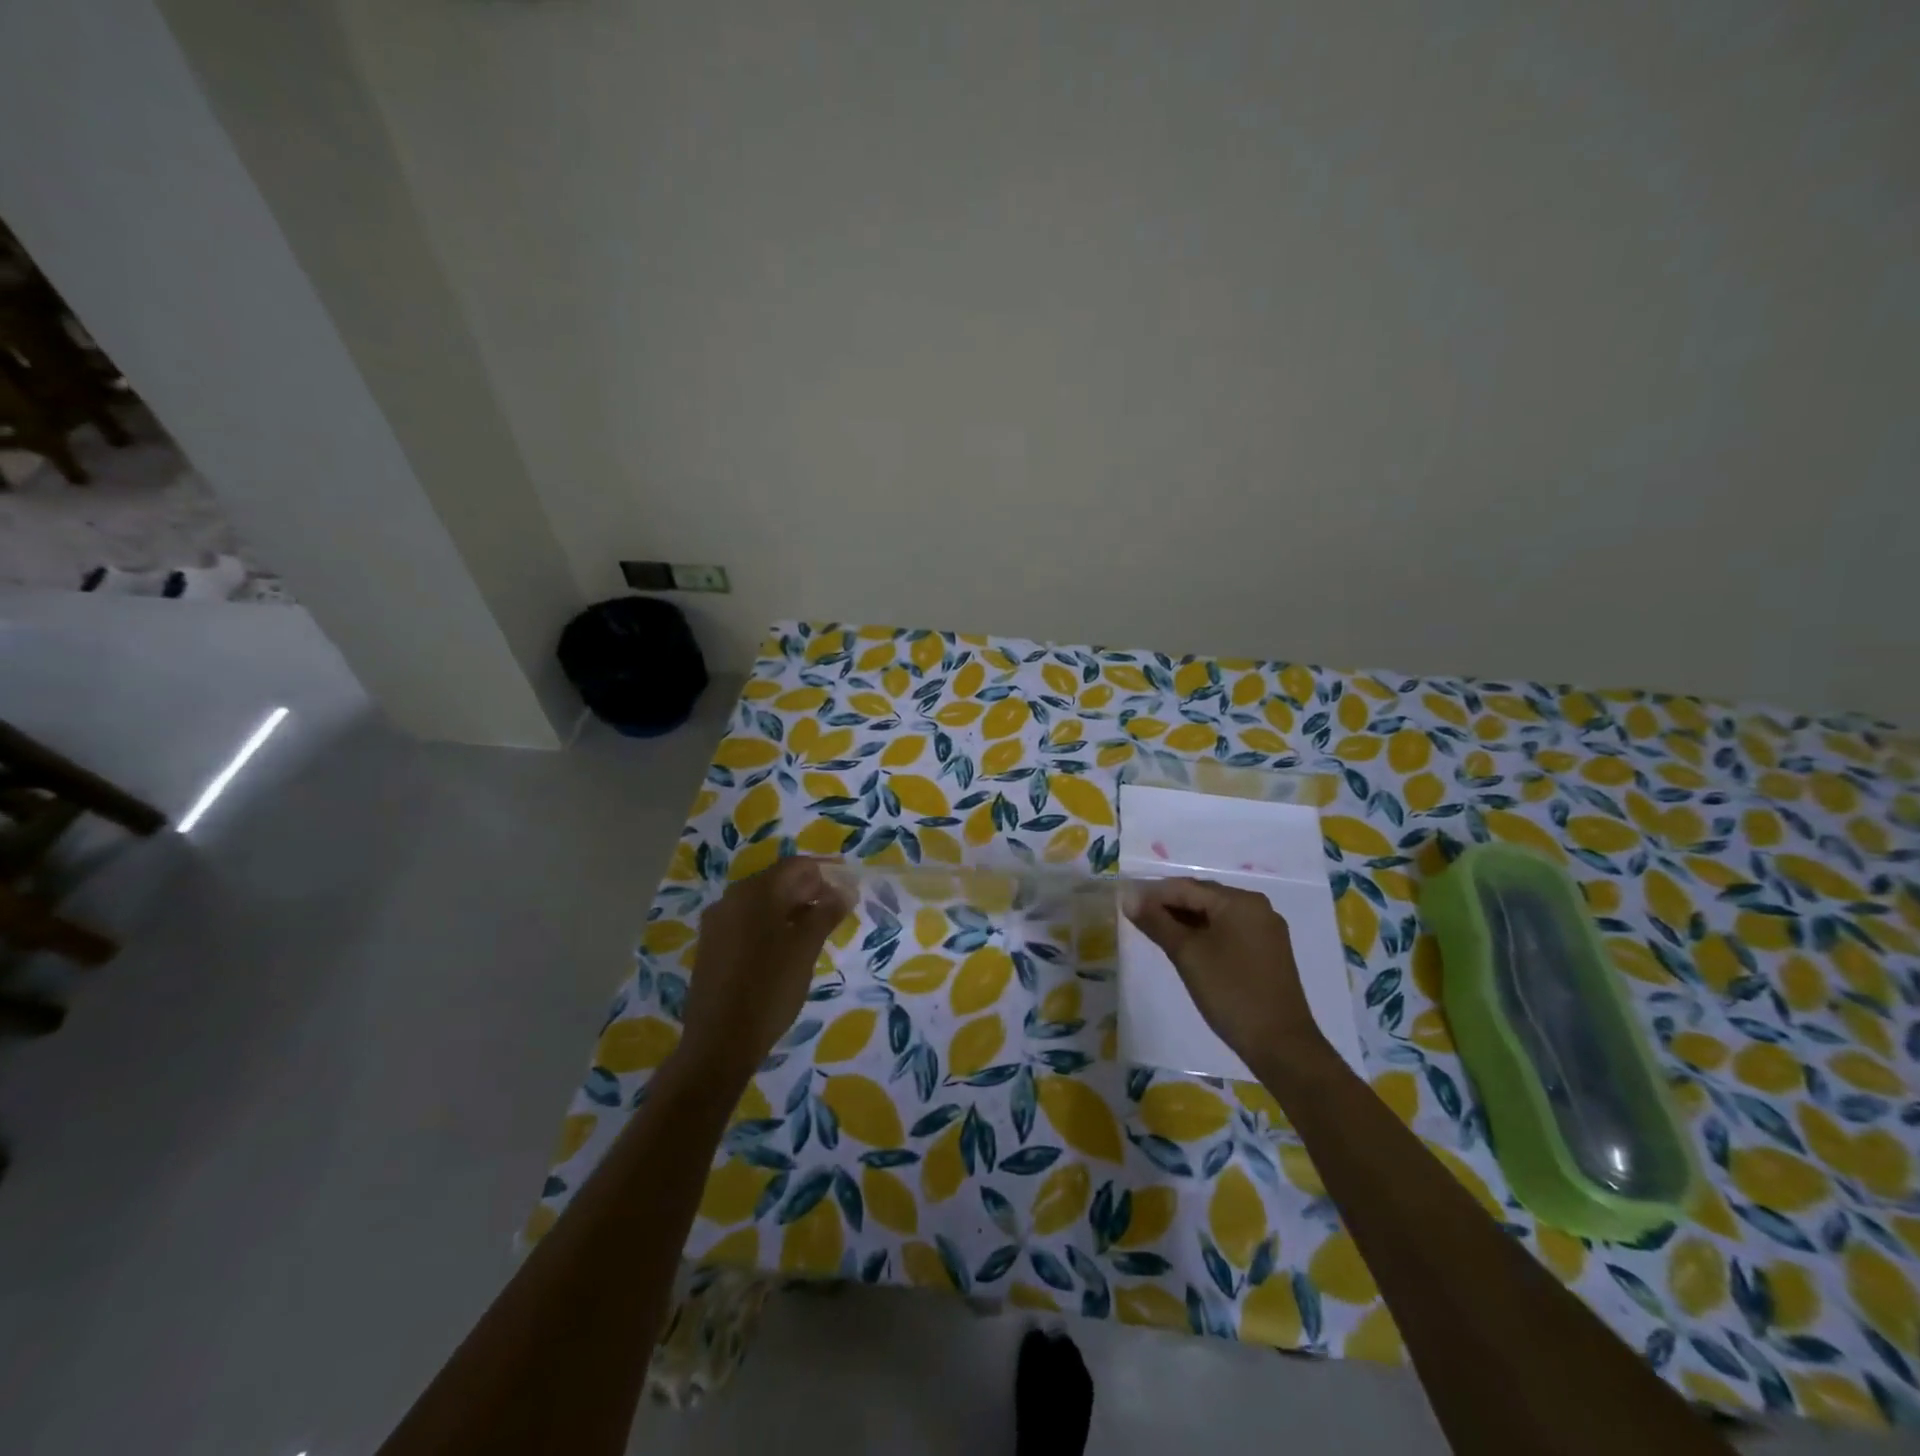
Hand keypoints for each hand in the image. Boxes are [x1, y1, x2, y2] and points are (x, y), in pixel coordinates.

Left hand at [680, 856, 854, 1083]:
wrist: (719, 1042)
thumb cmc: (770, 989)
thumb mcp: (805, 948)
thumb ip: (826, 913)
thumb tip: (844, 890)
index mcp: (755, 892)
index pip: (796, 866)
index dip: (824, 874)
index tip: (846, 892)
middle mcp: (731, 898)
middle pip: (777, 881)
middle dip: (808, 892)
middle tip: (834, 914)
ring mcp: (717, 923)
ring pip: (761, 903)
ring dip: (790, 910)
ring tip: (814, 933)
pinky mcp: (711, 946)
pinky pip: (746, 922)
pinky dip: (770, 926)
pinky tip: (785, 950)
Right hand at [1124, 876, 1327, 1070]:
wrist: (1281, 1045)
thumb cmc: (1230, 992)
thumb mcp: (1187, 954)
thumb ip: (1156, 922)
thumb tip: (1128, 897)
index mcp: (1240, 901)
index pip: (1186, 887)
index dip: (1153, 894)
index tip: (1125, 904)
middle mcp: (1257, 907)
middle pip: (1202, 897)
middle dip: (1169, 906)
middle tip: (1137, 920)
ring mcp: (1266, 930)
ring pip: (1215, 915)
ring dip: (1185, 921)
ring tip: (1156, 933)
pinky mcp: (1268, 951)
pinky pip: (1229, 931)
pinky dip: (1205, 935)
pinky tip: (1186, 948)